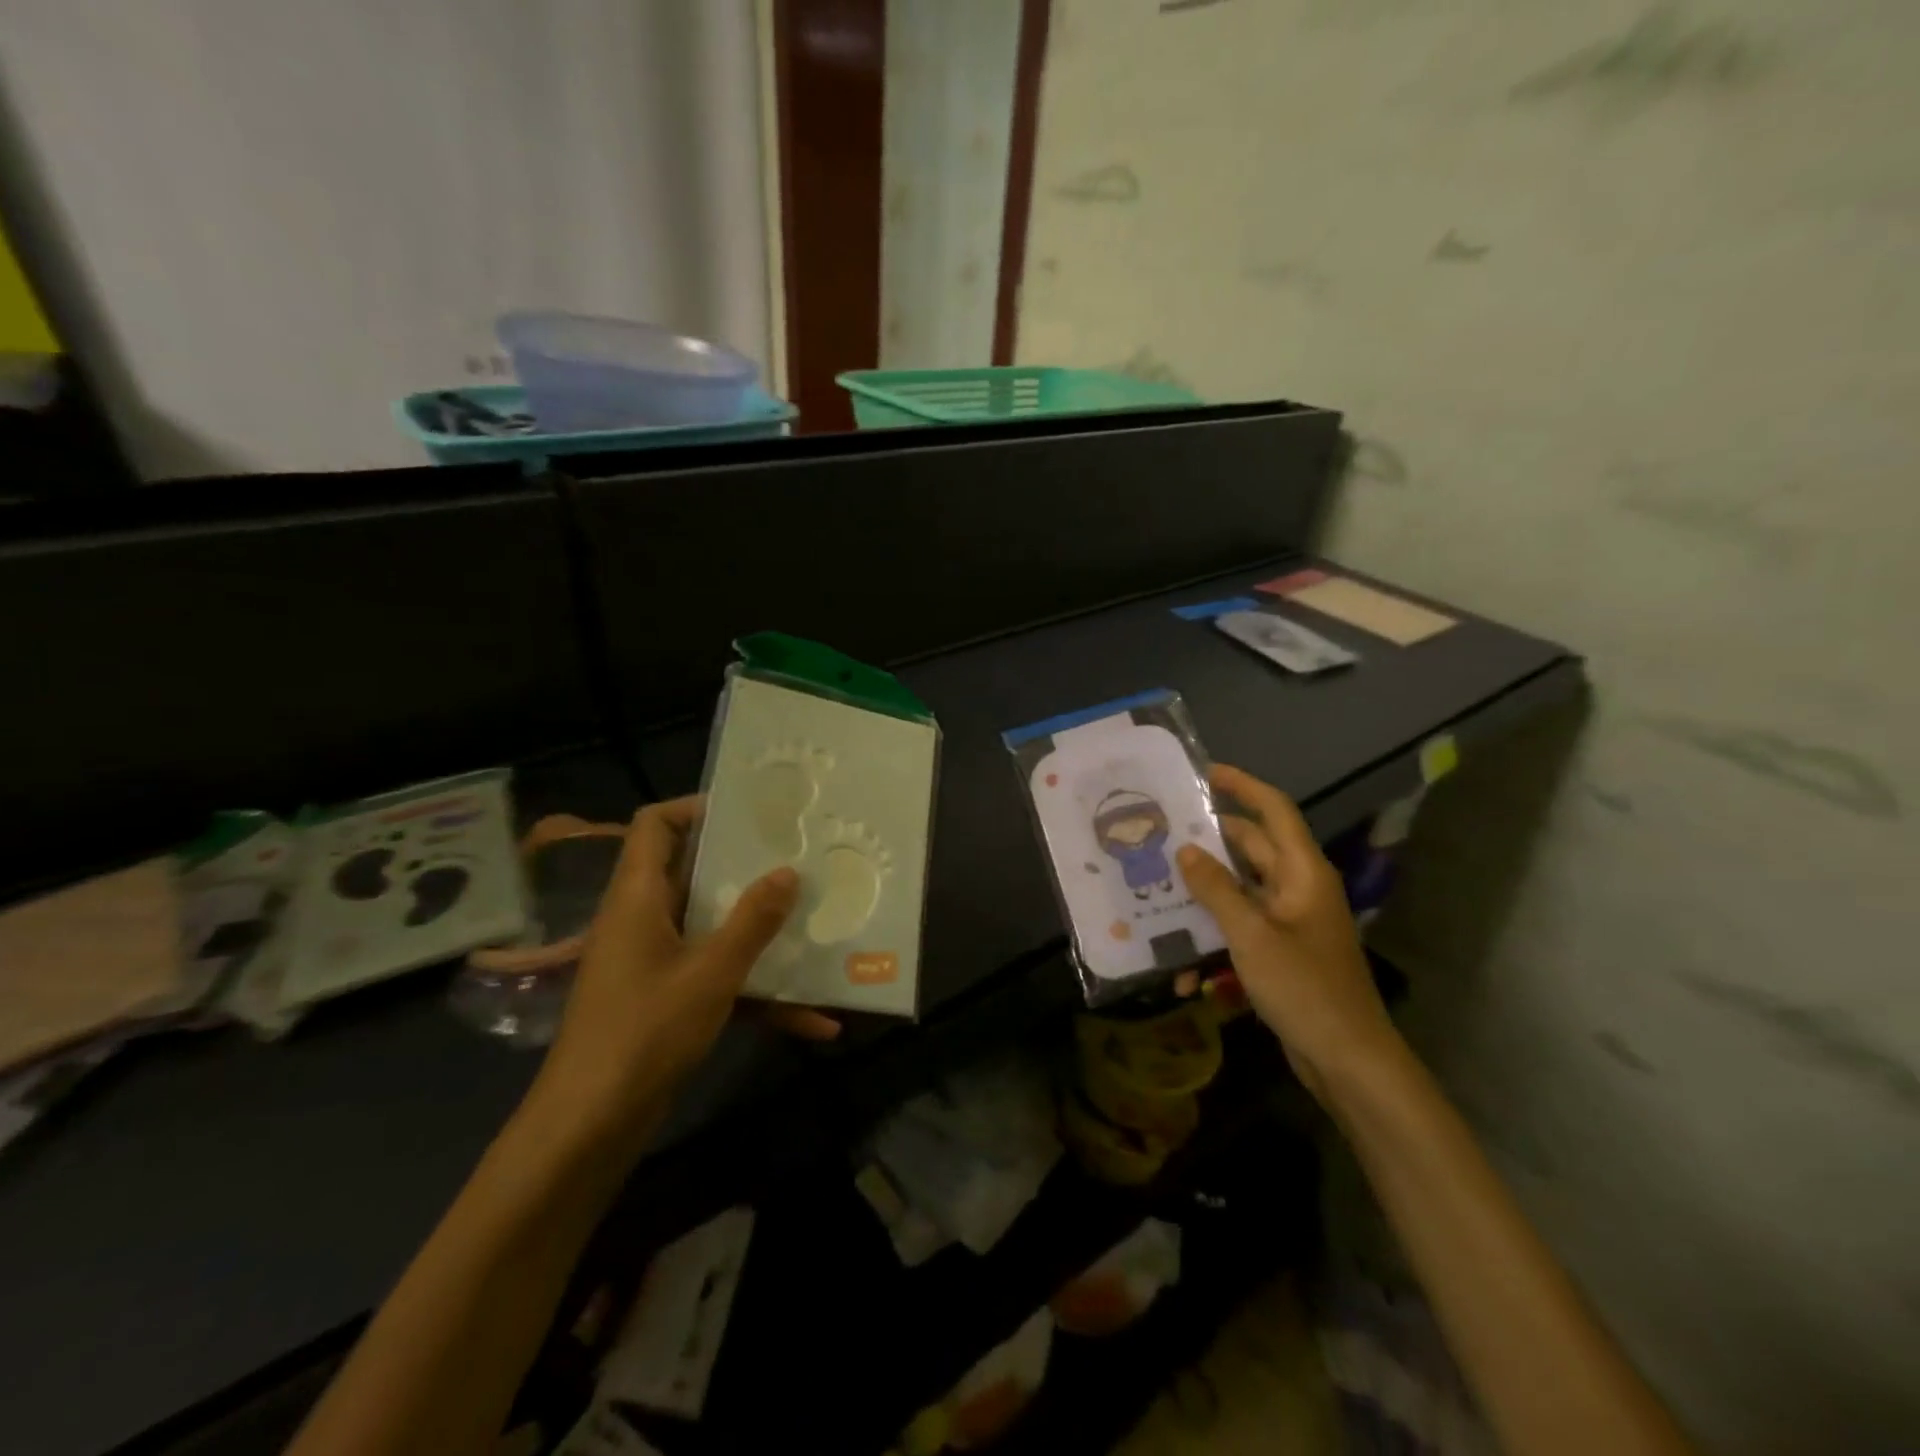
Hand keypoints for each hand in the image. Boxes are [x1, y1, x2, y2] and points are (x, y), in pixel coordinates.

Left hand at [525, 797, 834, 1151]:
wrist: (590, 1128)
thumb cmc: (644, 1033)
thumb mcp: (711, 973)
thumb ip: (752, 921)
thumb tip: (788, 871)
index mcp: (639, 897)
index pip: (654, 825)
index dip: (695, 808)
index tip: (750, 812)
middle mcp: (644, 920)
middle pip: (692, 873)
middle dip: (746, 867)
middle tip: (797, 857)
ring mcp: (655, 962)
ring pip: (713, 929)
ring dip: (760, 932)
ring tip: (815, 921)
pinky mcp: (667, 1000)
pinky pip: (719, 979)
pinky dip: (759, 993)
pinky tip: (815, 1020)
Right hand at [1176, 764, 1403, 1104]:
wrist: (1347, 1060)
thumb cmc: (1304, 988)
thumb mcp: (1251, 935)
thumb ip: (1216, 889)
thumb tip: (1185, 849)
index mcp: (1303, 873)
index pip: (1274, 811)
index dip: (1242, 786)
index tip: (1204, 772)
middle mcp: (1297, 888)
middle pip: (1250, 848)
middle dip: (1209, 839)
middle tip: (1162, 830)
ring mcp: (1289, 921)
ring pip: (1240, 889)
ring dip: (1205, 891)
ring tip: (1158, 884)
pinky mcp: (1280, 951)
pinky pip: (1241, 927)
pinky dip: (1214, 934)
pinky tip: (1182, 963)